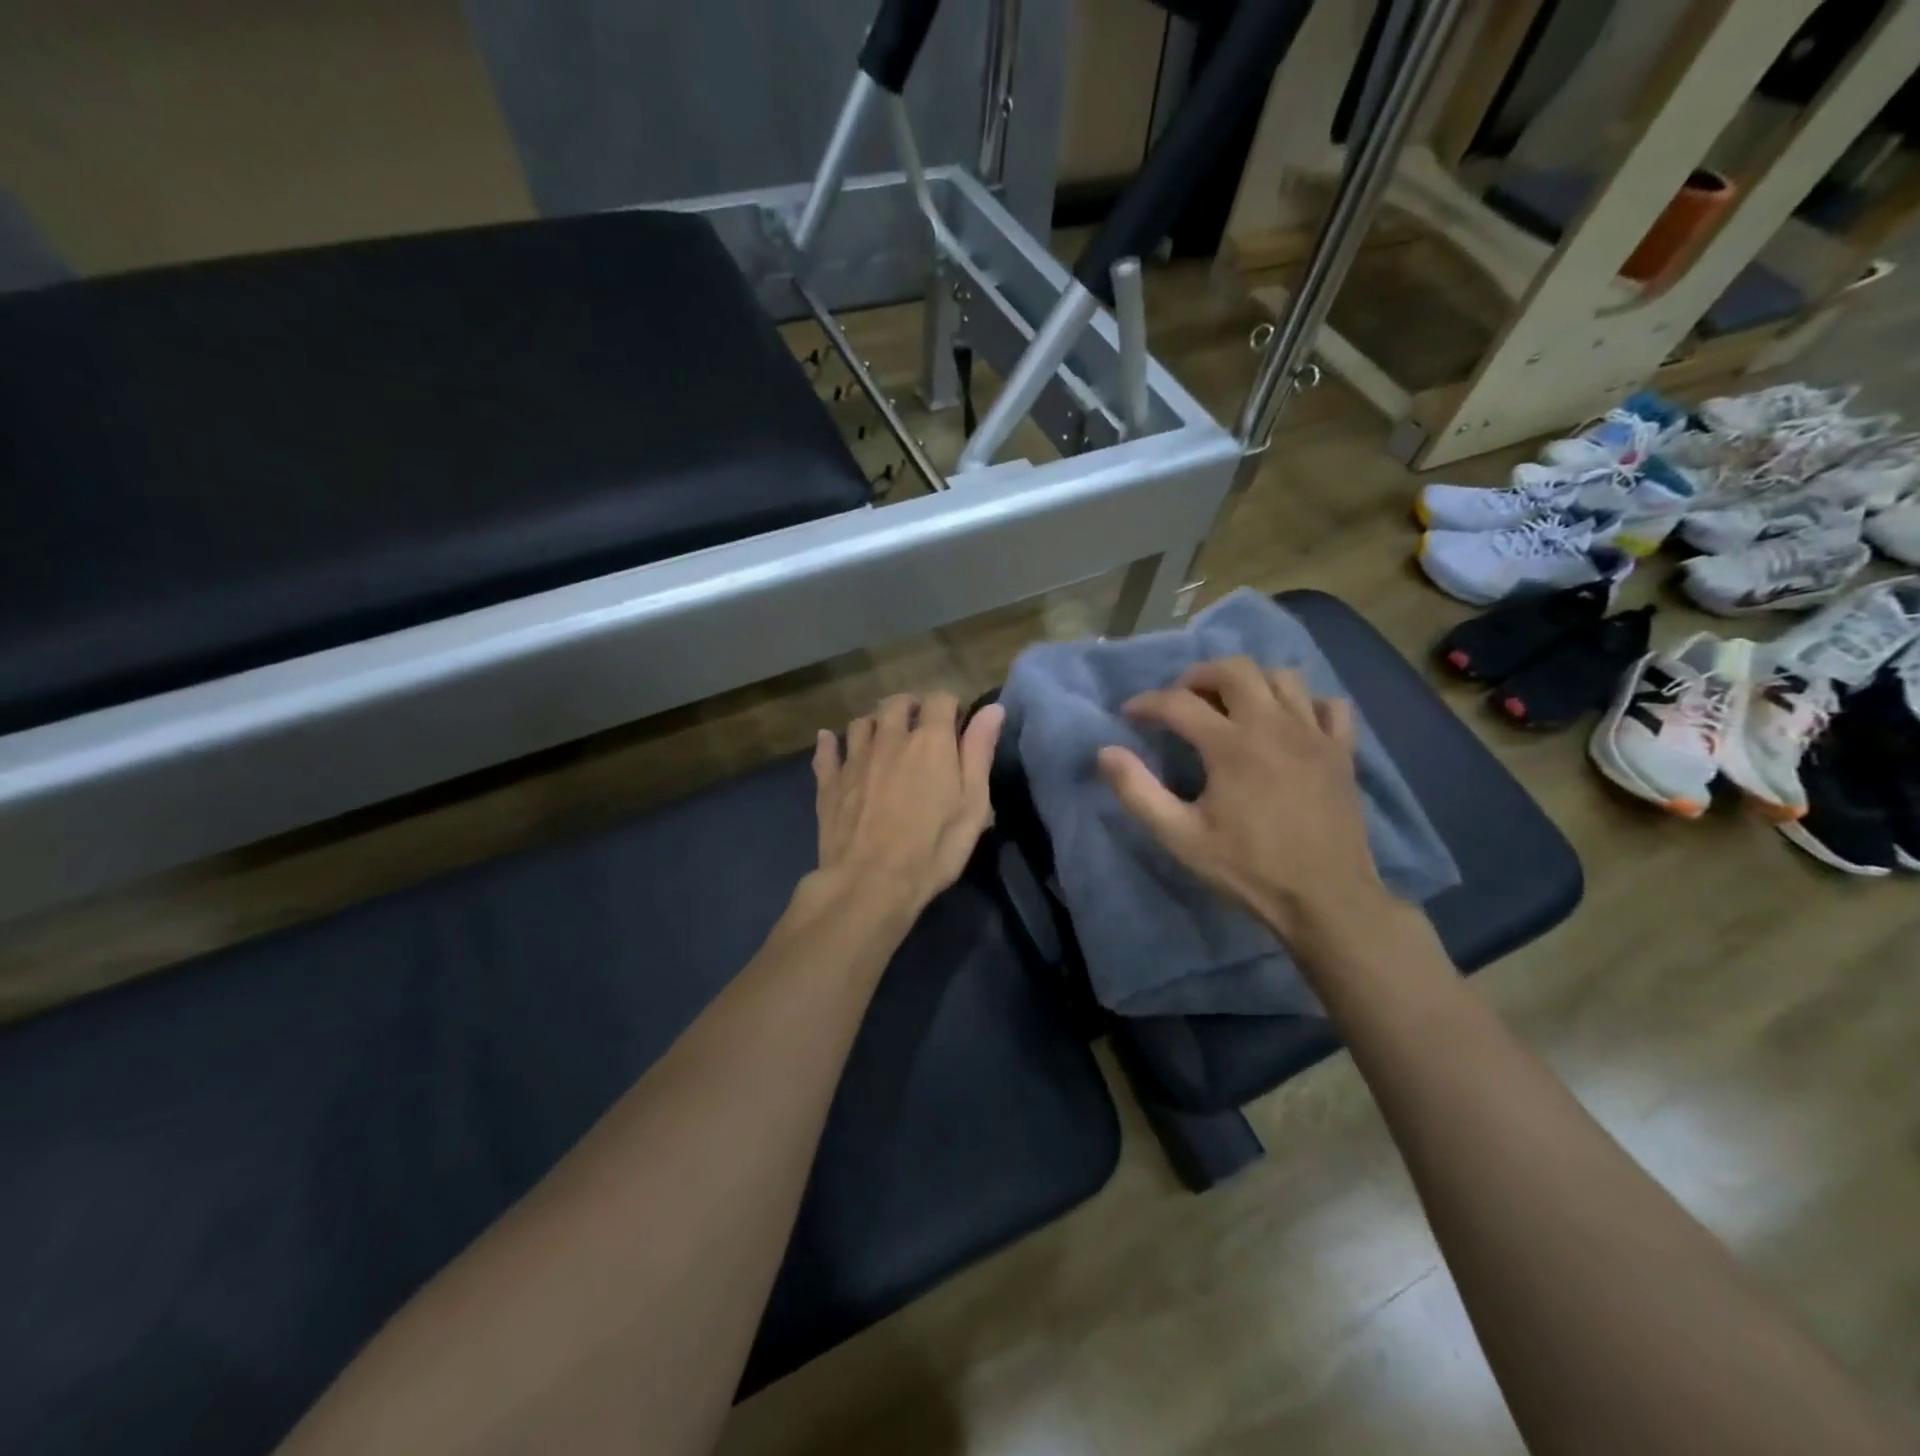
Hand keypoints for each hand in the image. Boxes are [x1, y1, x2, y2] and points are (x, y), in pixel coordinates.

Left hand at [811, 693, 1005, 921]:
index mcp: (930, 742)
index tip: (958, 725)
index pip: (940, 700)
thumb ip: (980, 753)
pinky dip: (830, 744)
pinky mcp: (829, 782)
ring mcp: (855, 759)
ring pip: (861, 722)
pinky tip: (830, 744)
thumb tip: (992, 709)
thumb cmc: (933, 848)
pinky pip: (826, 751)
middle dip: (911, 708)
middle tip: (921, 729)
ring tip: (884, 740)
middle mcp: (890, 738)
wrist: (870, 882)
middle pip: (896, 703)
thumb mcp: (972, 805)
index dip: (951, 706)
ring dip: (875, 724)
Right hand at [1097, 659, 1389, 948]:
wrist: (1327, 900)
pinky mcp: (1343, 752)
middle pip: (1235, 669)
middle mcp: (1274, 726)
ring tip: (1230, 706)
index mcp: (1231, 745)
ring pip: (1283, 677)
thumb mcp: (1180, 837)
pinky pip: (1329, 705)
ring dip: (1250, 682)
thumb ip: (1138, 792)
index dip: (1146, 703)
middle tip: (1180, 699)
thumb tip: (1105, 753)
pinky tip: (1289, 723)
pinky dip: (1305, 703)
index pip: (1178, 703)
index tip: (1129, 715)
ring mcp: (1314, 735)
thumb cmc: (1249, 869)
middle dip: (1199, 675)